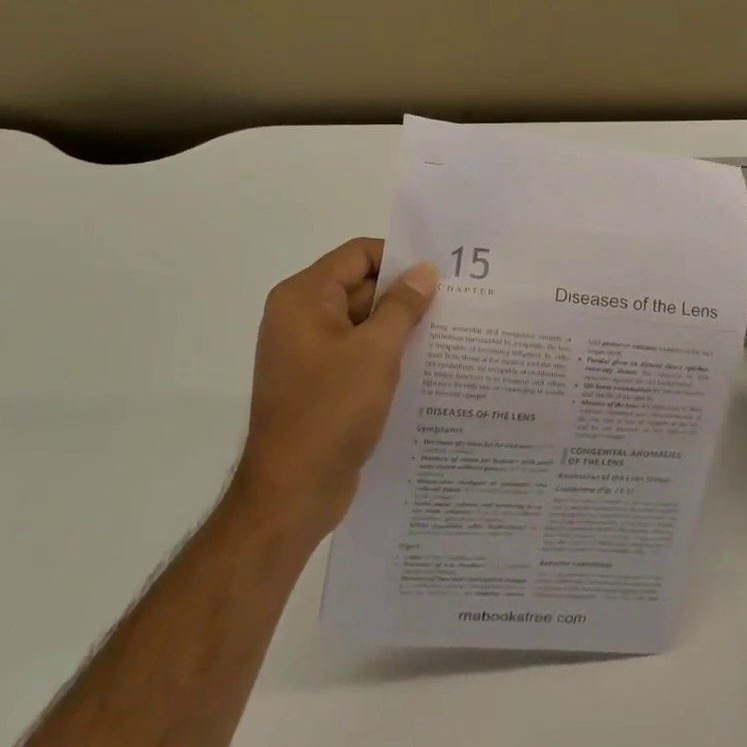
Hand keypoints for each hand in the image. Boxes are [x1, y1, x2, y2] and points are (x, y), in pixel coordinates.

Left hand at [231, 238, 435, 535]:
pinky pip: (356, 351)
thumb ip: (403, 305)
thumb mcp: (376, 351)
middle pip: (359, 285)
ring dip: (398, 325)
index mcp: (304, 297)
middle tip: (453, 300)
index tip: (440, 271)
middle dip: (403, 293)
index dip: (399, 257)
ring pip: (361, 321)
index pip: (358, 255)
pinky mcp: (318, 381)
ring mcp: (307, 351)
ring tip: (446, 329)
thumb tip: (424, 272)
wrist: (292, 492)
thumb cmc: (331, 410)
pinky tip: (422, 362)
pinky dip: (385, 352)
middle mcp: (300, 316)